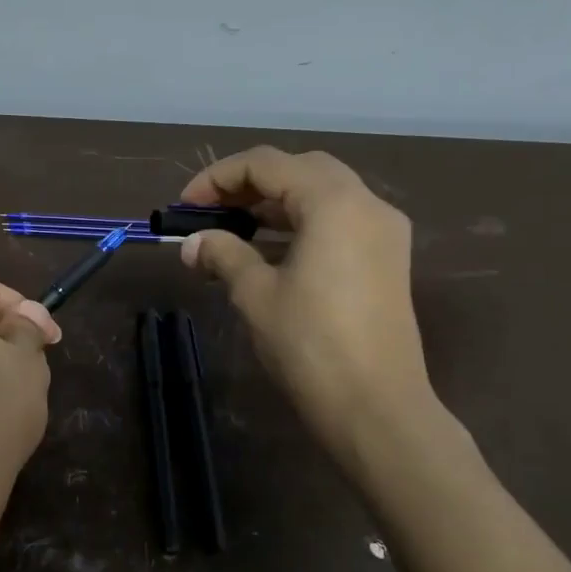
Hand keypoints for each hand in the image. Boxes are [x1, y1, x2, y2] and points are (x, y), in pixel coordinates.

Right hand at [179, 146, 434, 459]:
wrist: (376, 407)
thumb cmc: (310, 344)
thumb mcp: (255, 294)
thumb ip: (223, 254)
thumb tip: (192, 244)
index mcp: (334, 203)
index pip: (267, 164)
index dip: (217, 178)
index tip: (184, 207)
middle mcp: (366, 205)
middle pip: (299, 170)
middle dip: (248, 184)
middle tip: (210, 210)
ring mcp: (382, 232)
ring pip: (321, 194)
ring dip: (274, 203)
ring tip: (231, 229)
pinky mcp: (385, 260)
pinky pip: (337, 221)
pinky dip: (299, 224)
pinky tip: (267, 251)